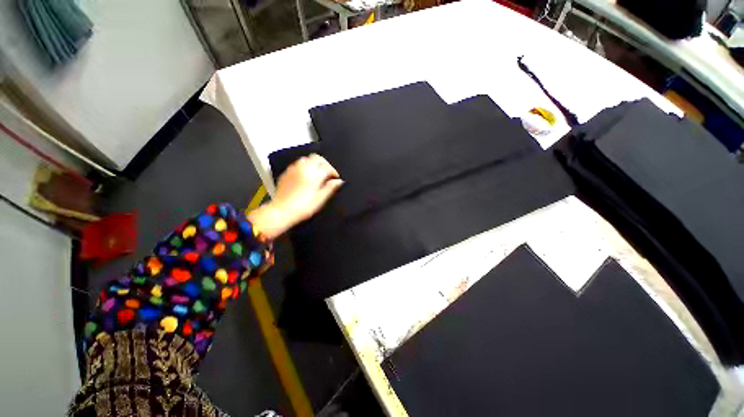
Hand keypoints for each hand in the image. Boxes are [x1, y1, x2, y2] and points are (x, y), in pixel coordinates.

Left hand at [248, 154, 342, 238]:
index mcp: (314, 174)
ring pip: (307, 159)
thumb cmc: (303, 207)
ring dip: (314, 164)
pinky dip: (304, 166)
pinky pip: (297, 164)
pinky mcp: (286, 173)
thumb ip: (331, 188)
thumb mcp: (320, 199)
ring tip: (318, 173)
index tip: (336, 179)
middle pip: (317, 158)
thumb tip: (339, 181)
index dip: (334, 172)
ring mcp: (293, 169)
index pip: (328, 167)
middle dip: (325, 164)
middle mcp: (303, 168)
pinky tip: (306, 176)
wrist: (281, 211)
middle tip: (328, 173)